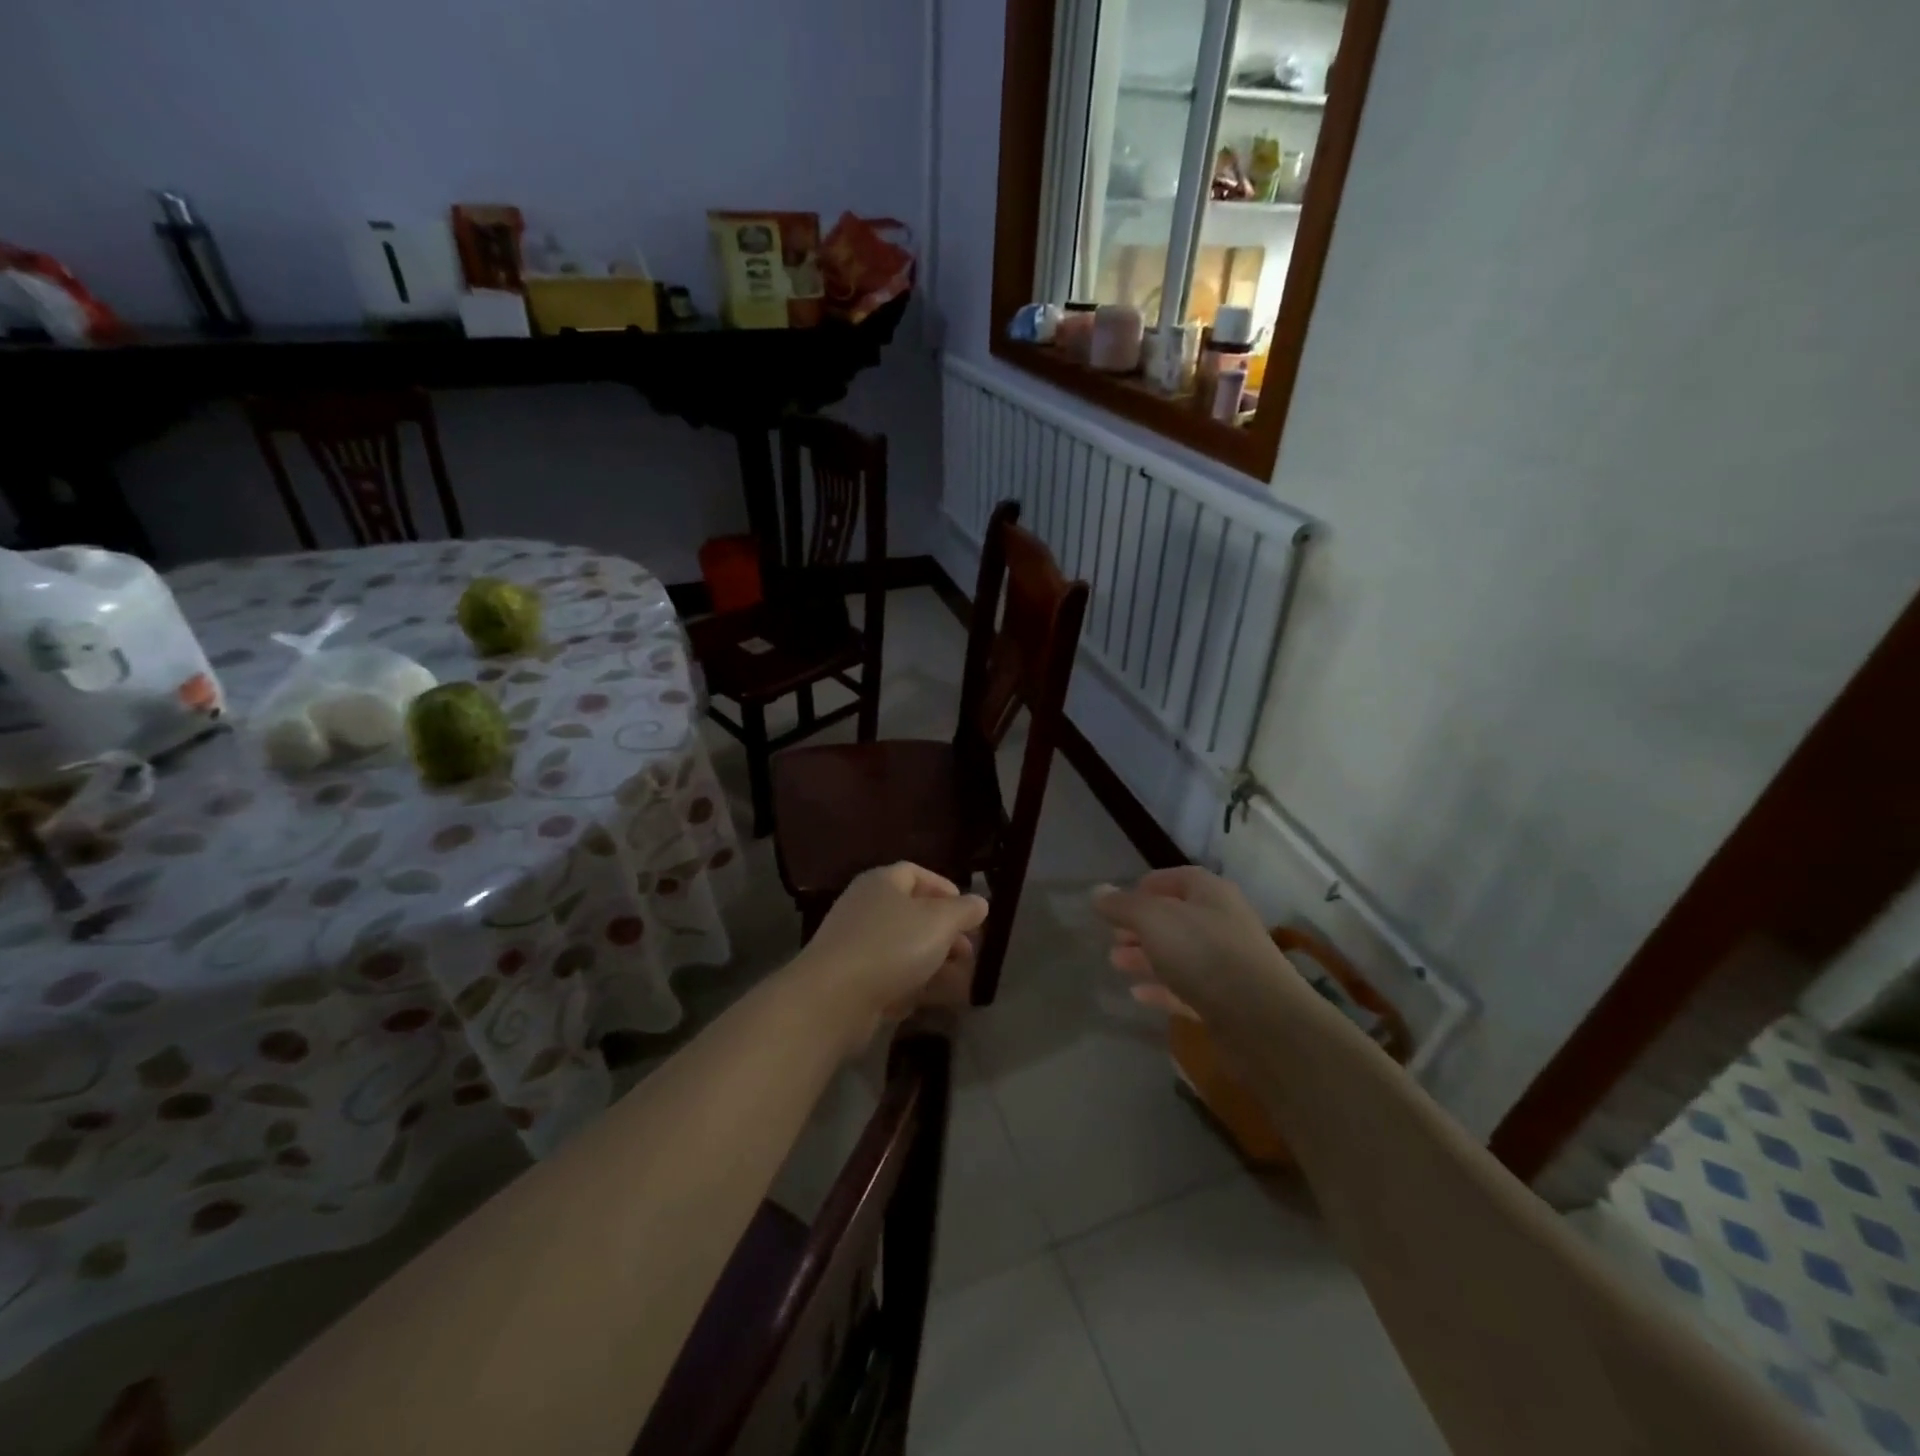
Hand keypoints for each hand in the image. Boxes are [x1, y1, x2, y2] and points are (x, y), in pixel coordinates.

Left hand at [791, 862, 989, 1054]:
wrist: (833, 999)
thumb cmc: (891, 947)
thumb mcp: (940, 922)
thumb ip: (964, 910)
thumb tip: (980, 902)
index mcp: (882, 883)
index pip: (916, 874)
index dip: (946, 890)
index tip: (970, 913)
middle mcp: (866, 907)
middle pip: (913, 914)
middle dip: (946, 934)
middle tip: (969, 953)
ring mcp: (856, 945)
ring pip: (905, 949)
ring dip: (935, 963)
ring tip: (961, 982)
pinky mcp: (852, 980)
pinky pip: (891, 976)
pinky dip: (913, 984)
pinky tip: (932, 1000)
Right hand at [1092, 867, 1299, 1027]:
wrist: (1261, 1020)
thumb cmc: (1204, 953)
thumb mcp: (1153, 919)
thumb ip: (1123, 905)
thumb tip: (1097, 892)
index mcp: (1210, 893)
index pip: (1175, 878)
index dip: (1144, 887)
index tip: (1116, 904)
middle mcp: (1222, 923)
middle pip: (1175, 918)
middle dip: (1140, 926)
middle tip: (1111, 937)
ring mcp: (1226, 964)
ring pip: (1179, 954)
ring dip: (1146, 957)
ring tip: (1116, 963)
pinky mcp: (1226, 1001)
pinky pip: (1186, 988)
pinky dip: (1161, 989)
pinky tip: (1137, 994)